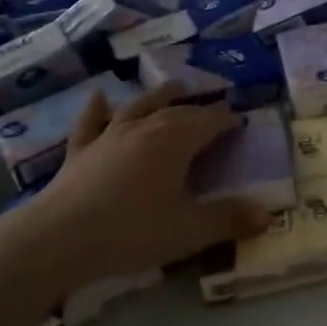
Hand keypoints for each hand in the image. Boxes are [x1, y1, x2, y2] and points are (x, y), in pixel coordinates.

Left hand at [0, 84, 271, 294]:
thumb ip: (229, 220)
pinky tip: (100, 97)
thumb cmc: (132, 230)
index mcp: (176, 140)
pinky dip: (98, 108)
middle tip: (214, 111)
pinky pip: (92, 122)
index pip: (210, 121)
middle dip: (200, 109)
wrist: (58, 238)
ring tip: (174, 86)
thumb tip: (268, 216)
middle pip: (179, 110)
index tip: (241, 124)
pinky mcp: (80, 151)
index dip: (228, 121)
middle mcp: (145, 127)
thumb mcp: (190, 230)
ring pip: (140, 106)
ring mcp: (109, 135)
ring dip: (160, 95)